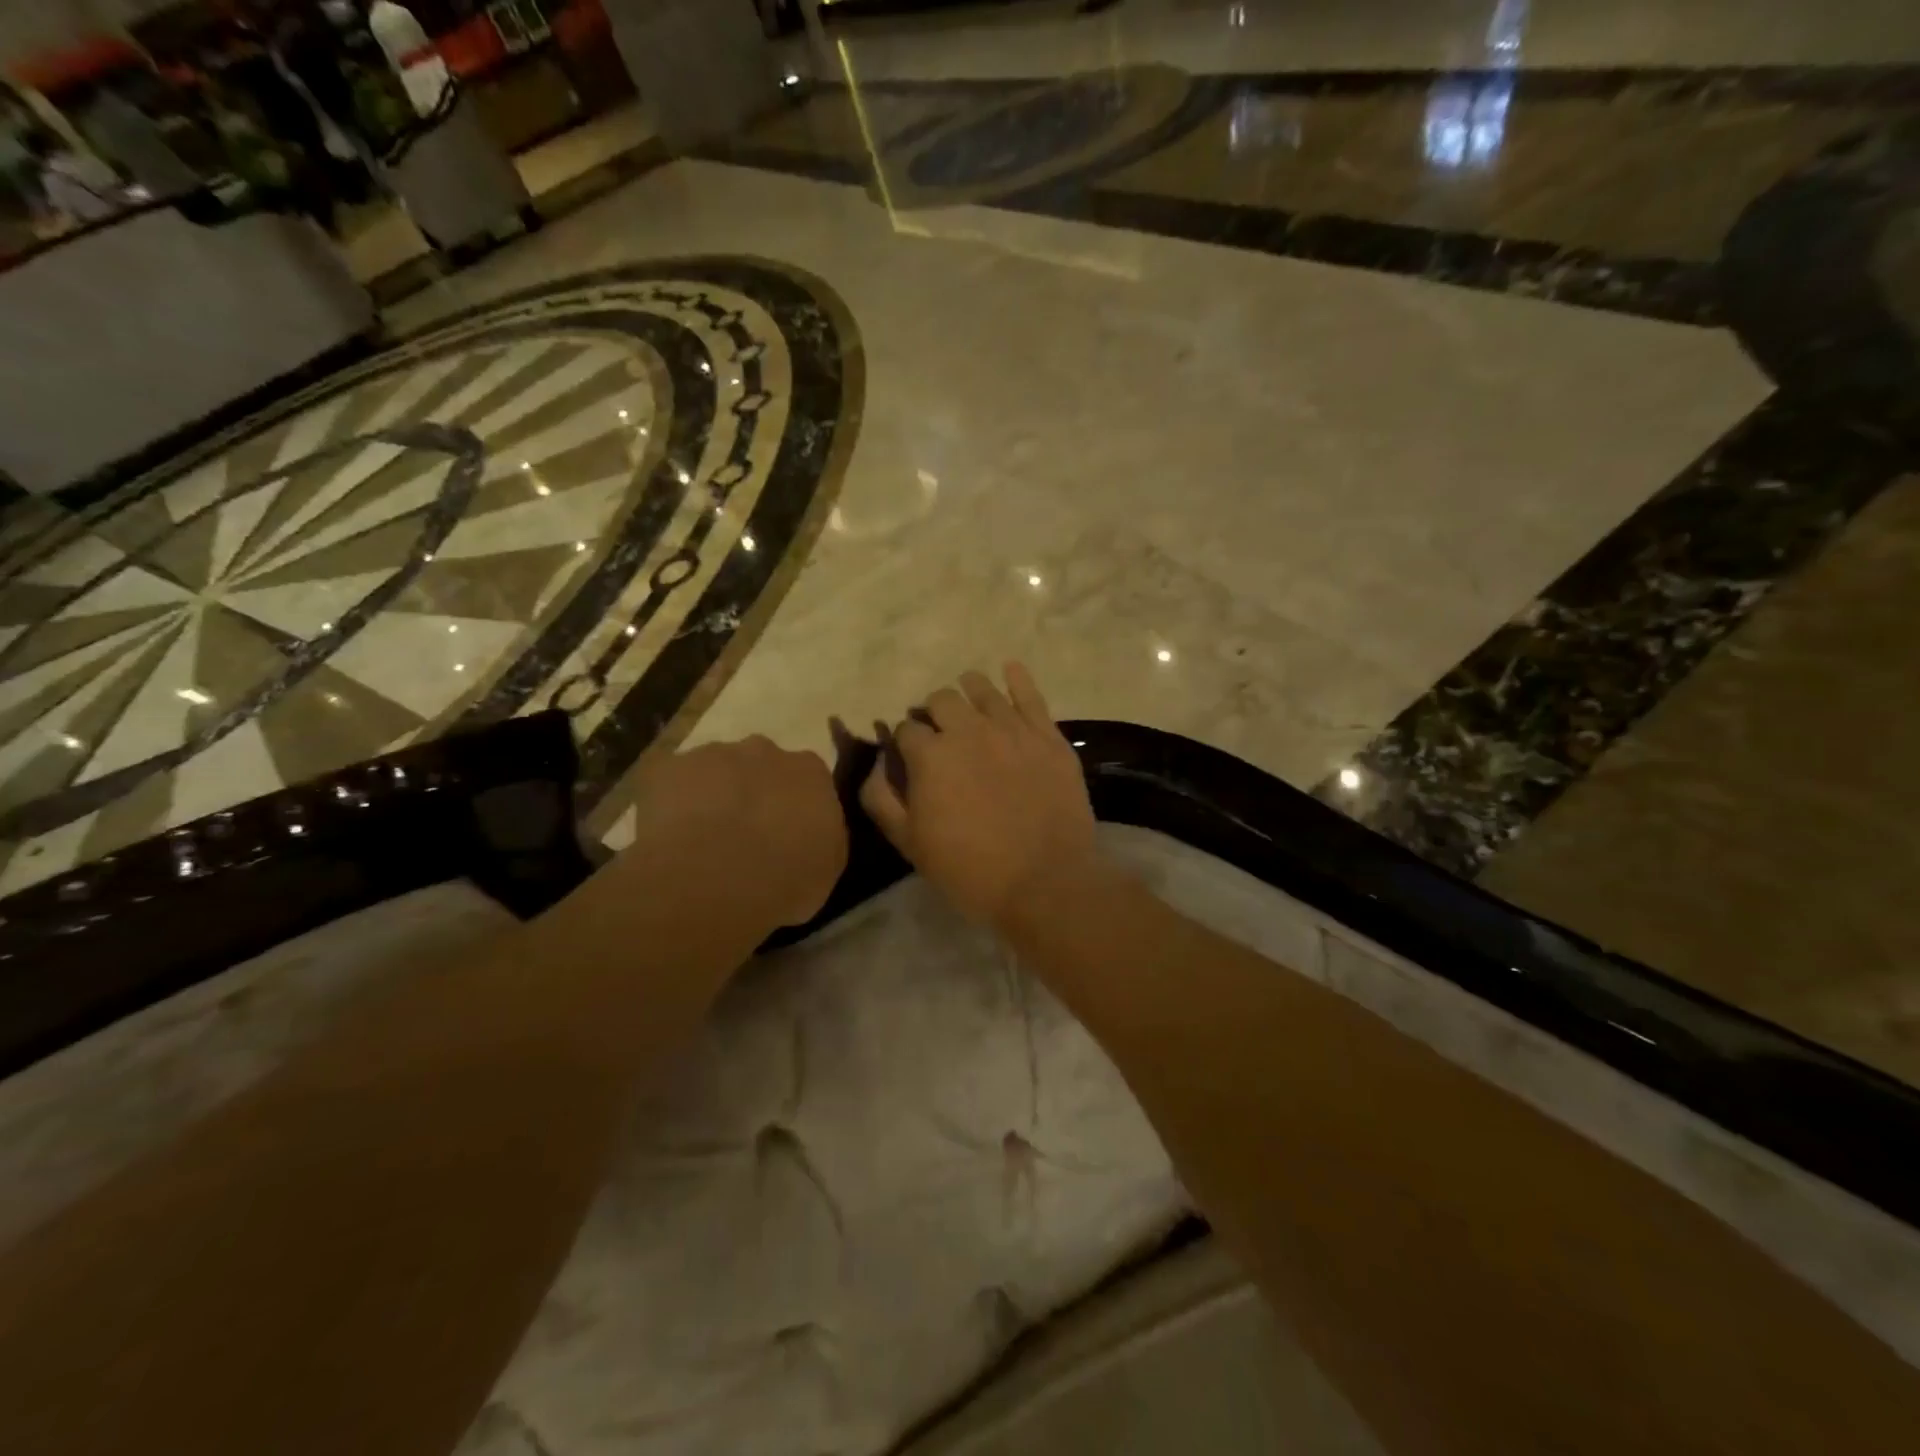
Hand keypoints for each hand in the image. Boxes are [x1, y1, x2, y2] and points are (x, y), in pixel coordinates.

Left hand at [626, 736, 846, 926]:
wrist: (713, 879)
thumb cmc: (784, 878)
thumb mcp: (828, 869)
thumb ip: (824, 838)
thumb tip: (811, 833)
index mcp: (810, 772)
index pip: (809, 780)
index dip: (795, 807)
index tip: (787, 834)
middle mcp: (764, 750)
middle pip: (761, 765)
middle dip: (754, 793)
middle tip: (744, 836)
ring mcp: (712, 754)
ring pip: (714, 769)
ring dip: (712, 795)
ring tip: (701, 840)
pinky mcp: (665, 767)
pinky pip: (668, 779)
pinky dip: (668, 800)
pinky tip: (667, 834)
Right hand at [862, 664, 1097, 930]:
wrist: (1044, 881)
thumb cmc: (970, 869)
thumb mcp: (910, 844)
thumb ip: (881, 799)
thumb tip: (875, 763)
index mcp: (930, 755)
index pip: (906, 729)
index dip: (905, 741)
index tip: (910, 756)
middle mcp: (968, 729)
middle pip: (941, 700)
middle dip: (933, 713)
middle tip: (940, 735)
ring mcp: (1012, 728)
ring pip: (982, 689)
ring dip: (968, 691)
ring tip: (968, 701)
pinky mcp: (1047, 736)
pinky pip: (1030, 695)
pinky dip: (1017, 678)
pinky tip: (1009, 669)